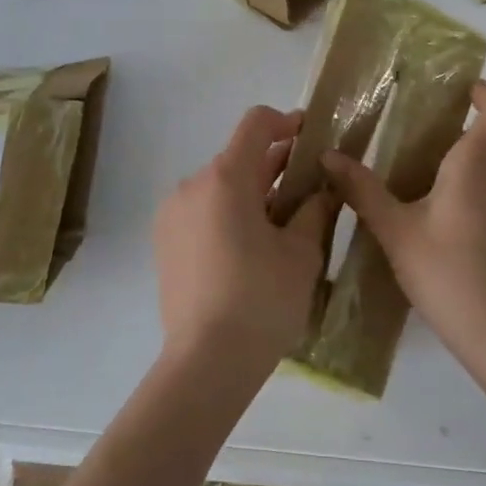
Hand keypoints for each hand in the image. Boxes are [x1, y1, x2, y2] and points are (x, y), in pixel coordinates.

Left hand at [154, 105, 334, 379]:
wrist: (207, 362)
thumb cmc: (262, 300)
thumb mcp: (302, 253)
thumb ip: (313, 209)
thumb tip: (321, 189)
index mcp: (225, 178)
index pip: (256, 124)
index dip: (286, 122)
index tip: (310, 137)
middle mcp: (192, 186)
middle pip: (238, 157)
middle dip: (275, 165)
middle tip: (309, 187)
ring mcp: (173, 214)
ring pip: (220, 186)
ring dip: (252, 191)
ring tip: (283, 222)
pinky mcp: (165, 241)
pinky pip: (203, 210)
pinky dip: (229, 212)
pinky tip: (251, 246)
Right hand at [322, 81, 485, 373]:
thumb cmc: (448, 272)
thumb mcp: (394, 230)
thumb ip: (362, 189)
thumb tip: (328, 155)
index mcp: (482, 161)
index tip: (458, 98)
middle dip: (477, 125)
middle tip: (433, 137)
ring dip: (481, 161)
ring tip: (434, 184)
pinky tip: (455, 228)